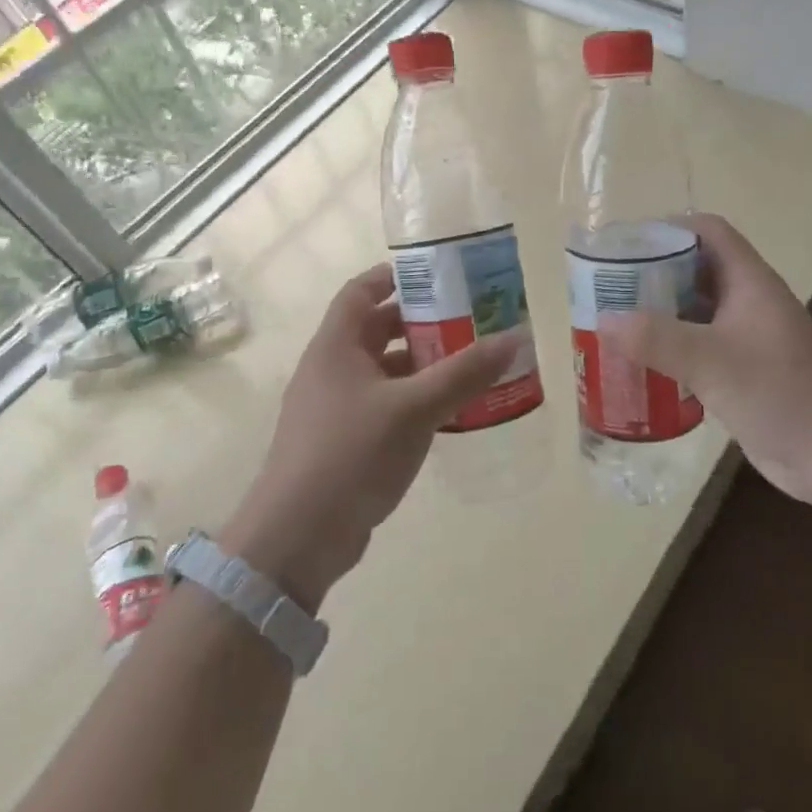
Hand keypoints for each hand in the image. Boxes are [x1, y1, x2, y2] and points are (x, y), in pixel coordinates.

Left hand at [221, 264, 519, 610]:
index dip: (394, 276)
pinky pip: (383, 404)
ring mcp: (334, 407)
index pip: (361, 290)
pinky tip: (447, 409)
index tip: (437, 273)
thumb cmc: (351, 454)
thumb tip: (514, 337)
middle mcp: (331, 369)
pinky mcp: (343, 441)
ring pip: (382, 369)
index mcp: (335, 346)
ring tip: (467, 361)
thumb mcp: (415, 408)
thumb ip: (464, 373)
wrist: (298, 538)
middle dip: (419, 321)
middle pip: (375, 328)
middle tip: (467, 318)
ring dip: (420, 363)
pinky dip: (413, 398)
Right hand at [608, 213, 811, 505]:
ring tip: (614, 322)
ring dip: (659, 313)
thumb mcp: (713, 361)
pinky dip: (671, 349)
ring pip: (695, 311)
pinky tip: (641, 365)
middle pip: (695, 270)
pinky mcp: (743, 373)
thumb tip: (603, 320)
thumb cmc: (782, 392)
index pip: (708, 232)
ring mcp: (747, 339)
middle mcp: (747, 302)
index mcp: (748, 282)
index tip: (626, 243)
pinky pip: (699, 348)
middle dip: (653, 273)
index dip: (669, 228)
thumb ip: (657, 339)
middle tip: (608, 287)